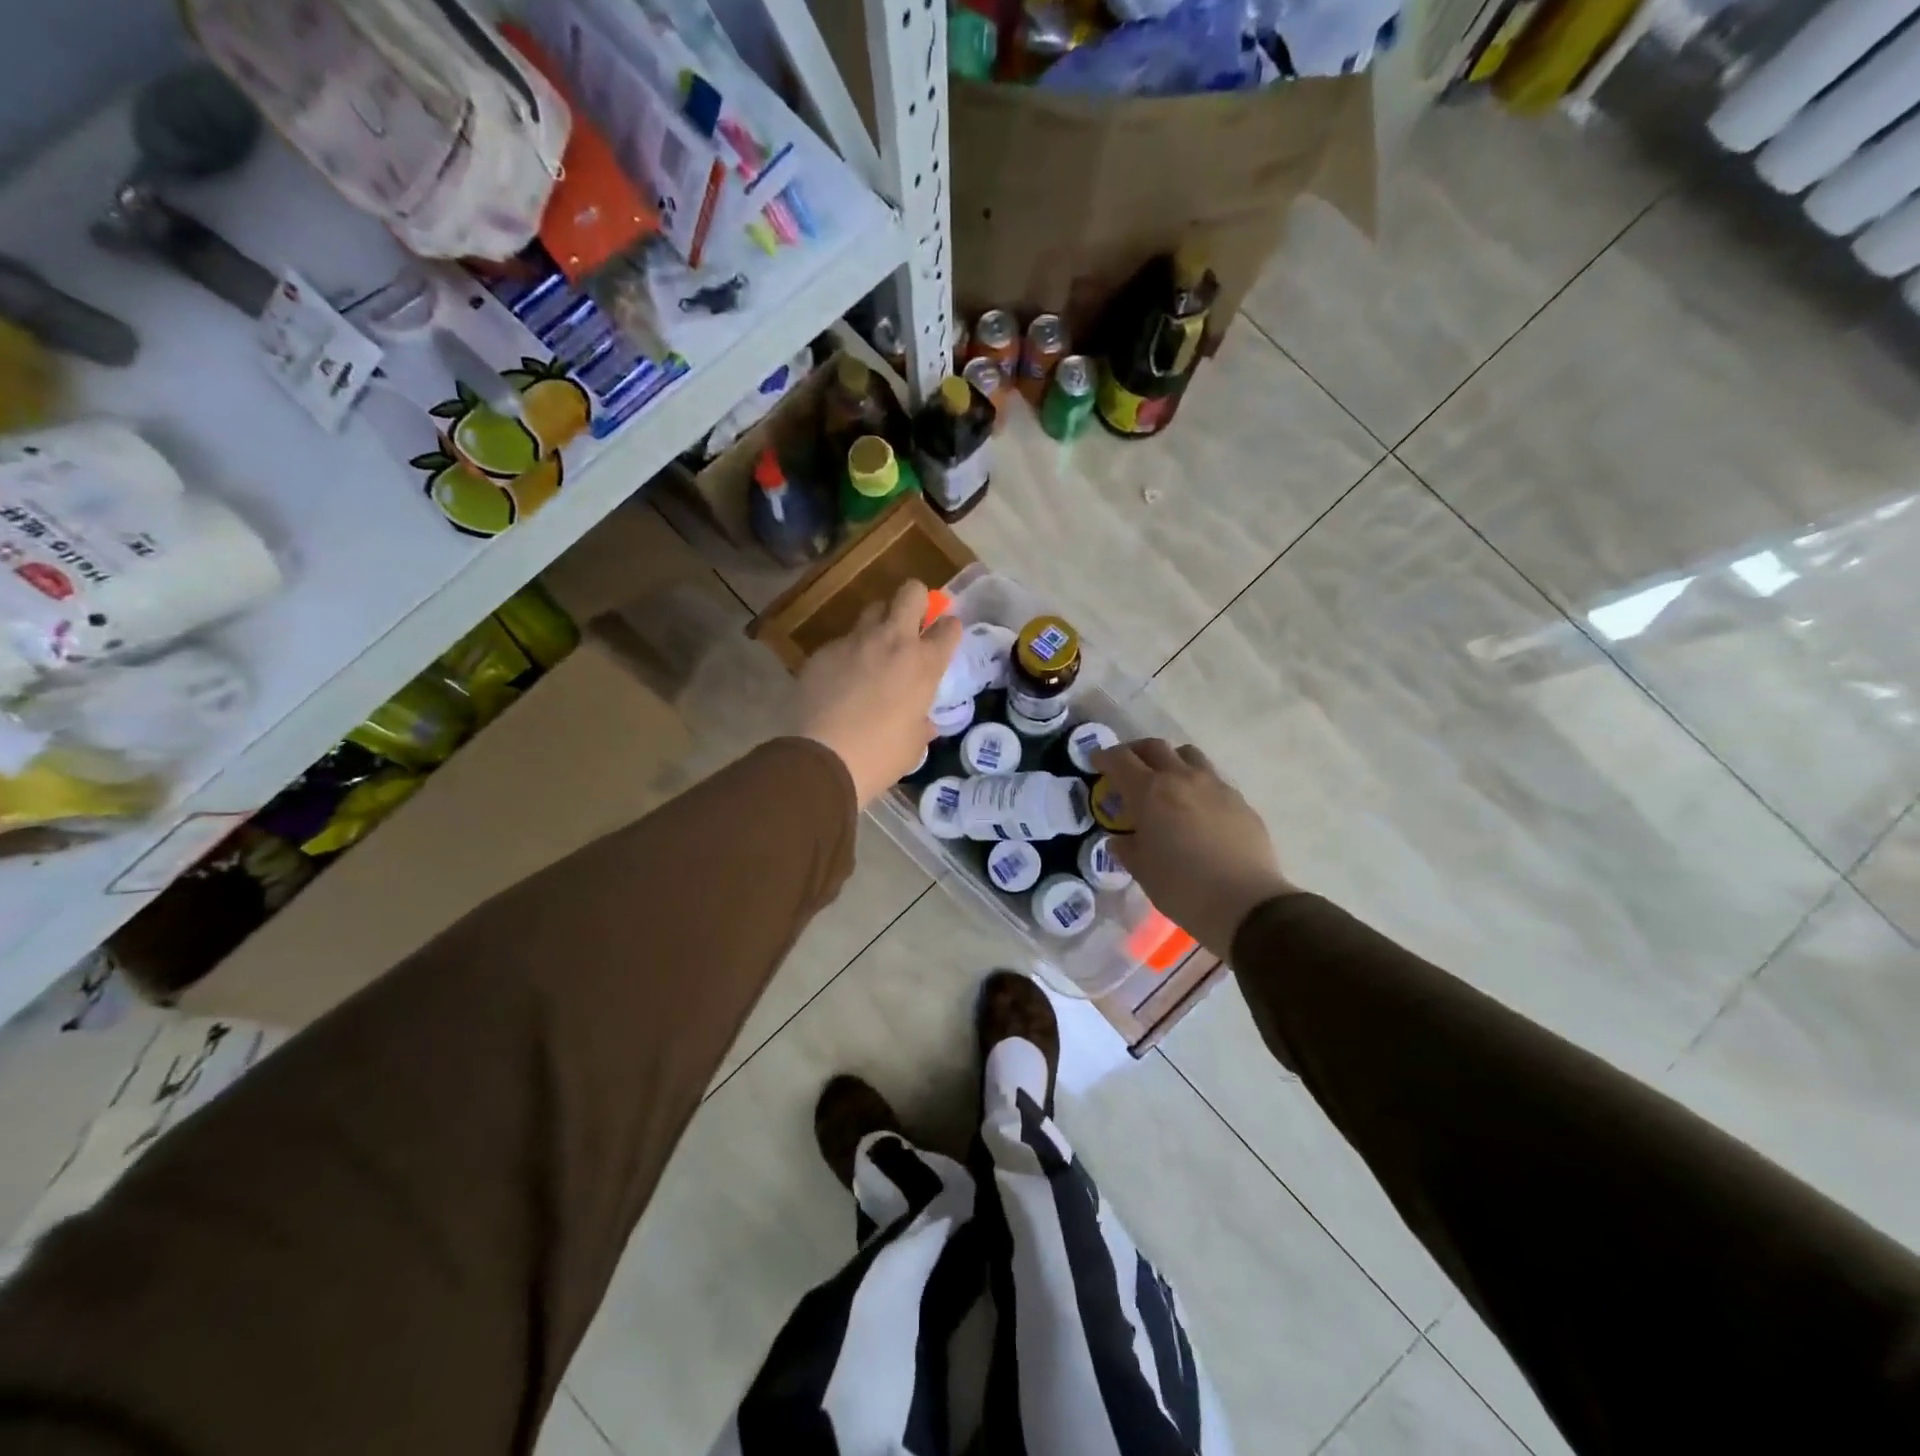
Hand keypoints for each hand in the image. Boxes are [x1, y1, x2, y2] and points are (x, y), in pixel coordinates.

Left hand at [797, 580, 963, 806]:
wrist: (824, 759)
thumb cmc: (880, 756)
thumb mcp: (914, 744)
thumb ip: (921, 723)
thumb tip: (922, 722)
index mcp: (924, 664)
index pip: (949, 627)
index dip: (948, 630)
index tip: (943, 640)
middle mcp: (893, 641)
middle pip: (912, 592)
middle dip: (916, 600)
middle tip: (912, 623)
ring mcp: (854, 641)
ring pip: (873, 608)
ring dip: (879, 622)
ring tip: (874, 649)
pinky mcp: (823, 651)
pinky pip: (842, 641)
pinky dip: (847, 654)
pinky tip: (840, 680)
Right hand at [1091, 739, 1296, 959]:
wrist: (1245, 903)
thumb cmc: (1182, 887)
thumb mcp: (1142, 870)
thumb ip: (1127, 847)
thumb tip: (1122, 838)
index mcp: (1150, 792)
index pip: (1120, 759)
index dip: (1104, 757)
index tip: (1096, 763)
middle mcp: (1182, 778)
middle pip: (1154, 747)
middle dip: (1136, 752)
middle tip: (1128, 767)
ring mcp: (1215, 786)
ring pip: (1188, 755)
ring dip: (1170, 760)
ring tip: (1165, 781)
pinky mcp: (1239, 800)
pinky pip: (1212, 779)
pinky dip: (1196, 783)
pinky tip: (1196, 808)